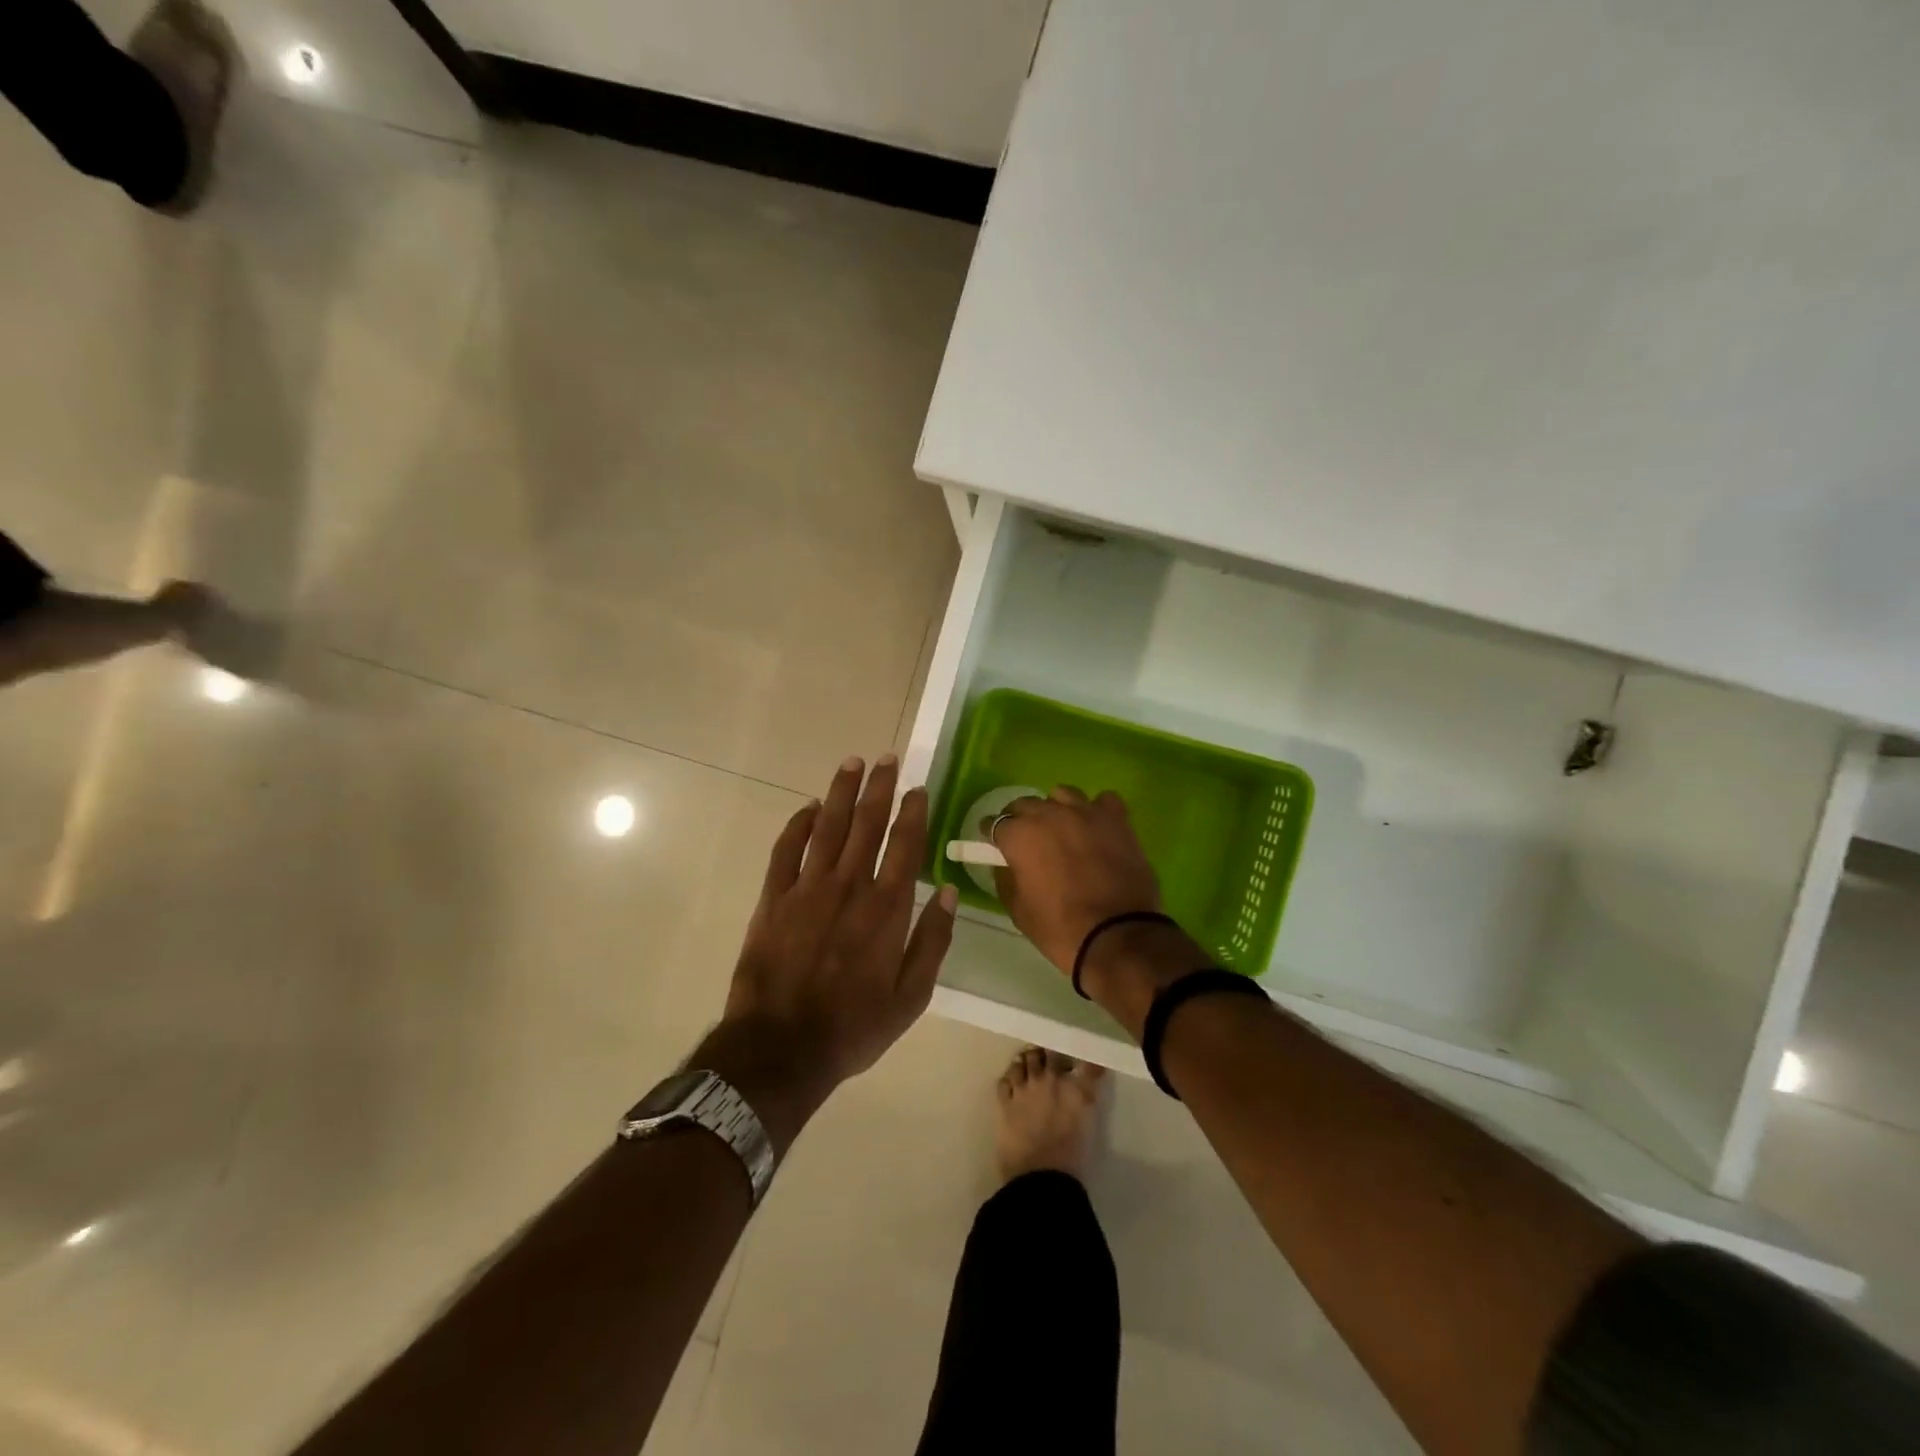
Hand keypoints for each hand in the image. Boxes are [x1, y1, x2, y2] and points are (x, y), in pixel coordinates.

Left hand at [719, 756, 957, 1110]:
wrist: (781, 1049)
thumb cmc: (853, 1026)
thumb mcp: (911, 997)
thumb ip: (933, 941)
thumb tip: (950, 893)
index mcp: (886, 909)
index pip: (904, 845)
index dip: (912, 812)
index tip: (917, 786)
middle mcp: (849, 887)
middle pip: (867, 824)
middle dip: (879, 787)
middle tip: (887, 758)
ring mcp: (807, 889)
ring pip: (828, 827)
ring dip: (841, 793)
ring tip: (852, 763)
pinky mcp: (774, 899)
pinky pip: (786, 851)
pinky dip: (797, 825)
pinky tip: (807, 807)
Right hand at [990, 786, 1161, 974]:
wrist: (1118, 936)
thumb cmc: (1060, 928)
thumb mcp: (1018, 910)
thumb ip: (1007, 878)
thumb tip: (1008, 864)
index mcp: (1020, 835)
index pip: (994, 823)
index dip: (993, 834)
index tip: (996, 845)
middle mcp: (1049, 814)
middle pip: (1026, 804)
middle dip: (1021, 819)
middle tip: (1028, 841)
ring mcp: (1086, 812)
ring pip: (1063, 795)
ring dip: (1057, 808)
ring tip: (1063, 830)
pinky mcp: (1117, 819)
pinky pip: (1103, 801)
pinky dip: (1097, 810)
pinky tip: (1097, 827)